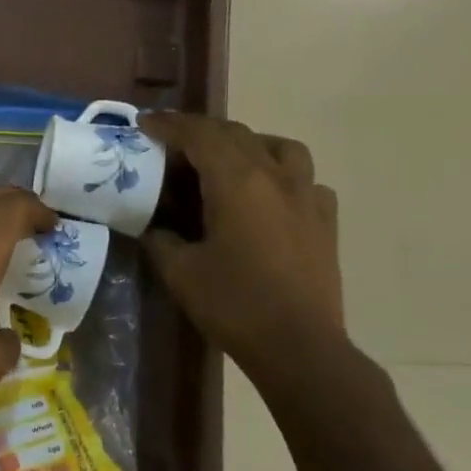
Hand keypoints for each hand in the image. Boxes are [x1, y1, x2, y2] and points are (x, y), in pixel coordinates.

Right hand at [138, 114, 345, 378]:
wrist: (300, 346)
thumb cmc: (234, 304)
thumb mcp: (180, 271)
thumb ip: (161, 239)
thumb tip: (154, 227)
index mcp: (237, 181)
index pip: (199, 135)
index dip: (169, 125)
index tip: (144, 124)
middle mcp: (276, 176)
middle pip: (236, 134)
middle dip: (200, 132)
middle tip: (172, 145)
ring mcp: (307, 196)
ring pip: (279, 147)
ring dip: (246, 145)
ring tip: (225, 163)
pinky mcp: (325, 220)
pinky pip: (303, 179)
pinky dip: (279, 175)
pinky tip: (267, 198)